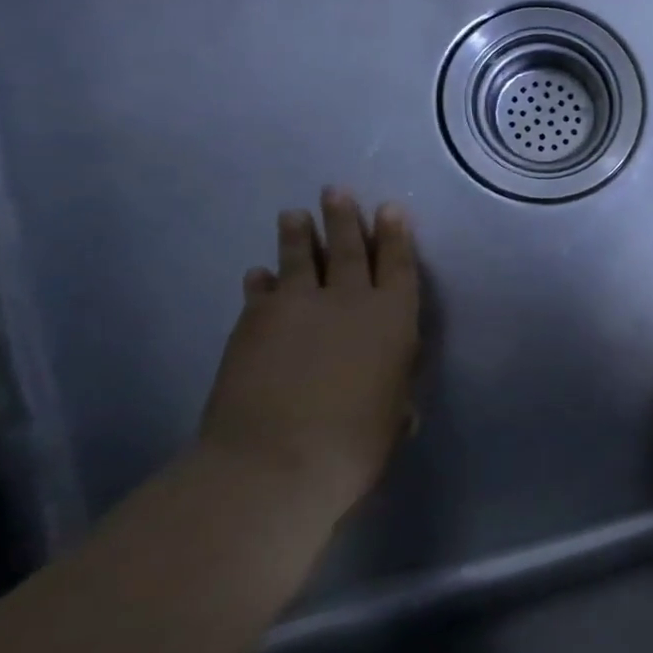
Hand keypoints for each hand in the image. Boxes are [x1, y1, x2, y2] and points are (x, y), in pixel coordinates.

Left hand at [199, 188, 420, 519]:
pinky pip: (261, 290)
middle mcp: (349, 300)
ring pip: (300, 258)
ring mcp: (297, 306)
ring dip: (299, 234)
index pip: (398, 265)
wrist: (277, 461)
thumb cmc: (356, 443)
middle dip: (345, 218)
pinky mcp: (254, 322)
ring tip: (294, 213)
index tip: (390, 209)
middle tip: (337, 191)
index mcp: (393, 319)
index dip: (395, 235)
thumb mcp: (395, 413)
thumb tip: (396, 394)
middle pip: (348, 249)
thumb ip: (396, 389)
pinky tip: (258, 273)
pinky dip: (261, 280)